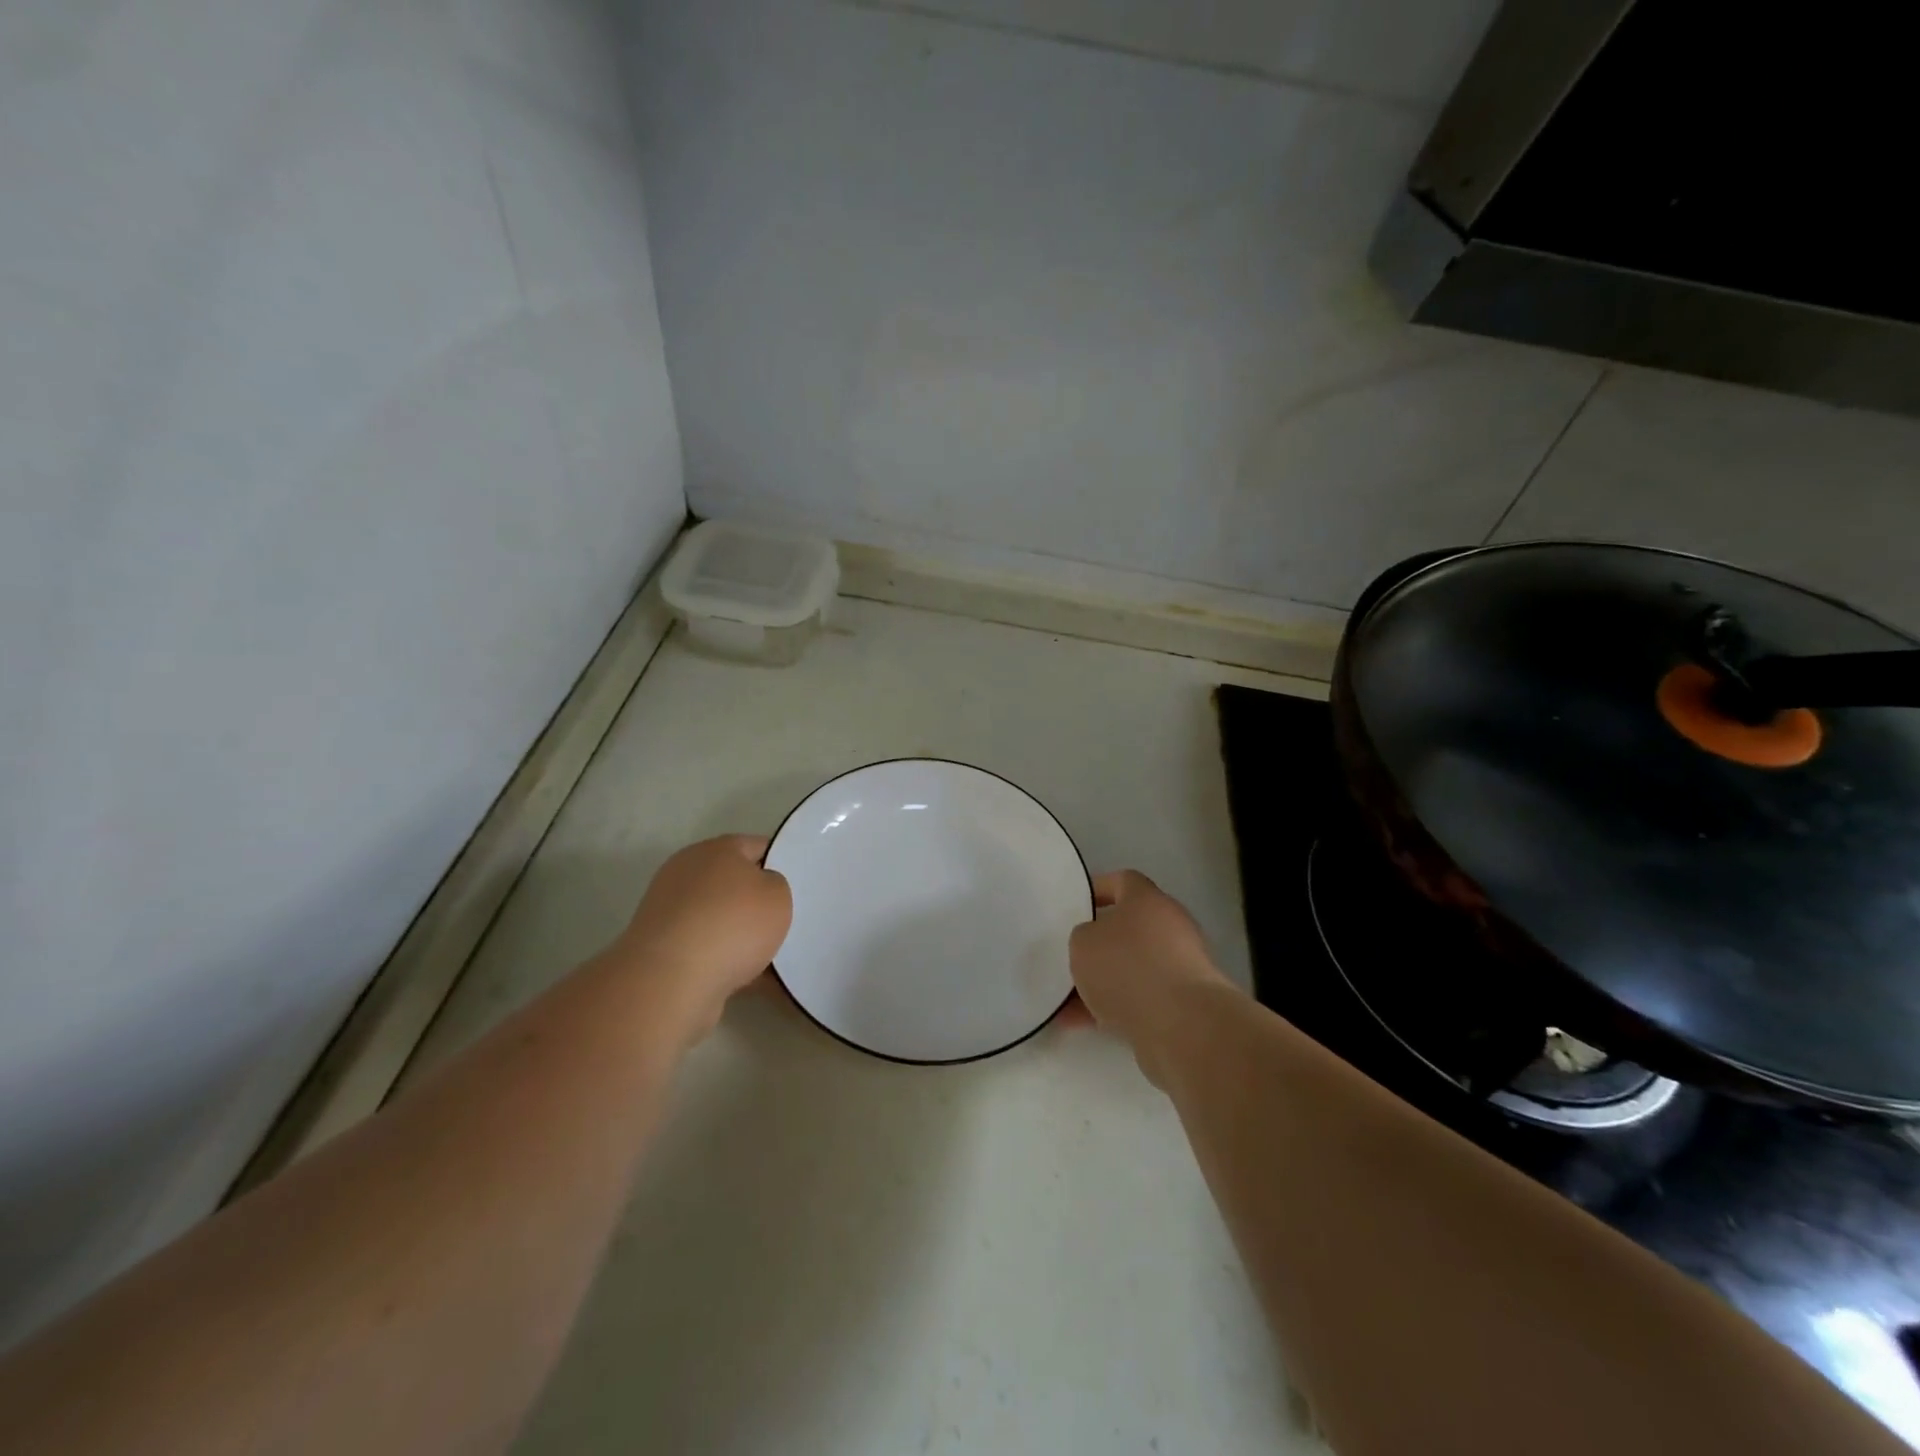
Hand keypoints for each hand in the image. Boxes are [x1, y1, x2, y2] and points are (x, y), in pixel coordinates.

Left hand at [607, 835, 791, 1043]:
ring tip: (773, 958)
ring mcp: (670, 912)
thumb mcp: (778, 895)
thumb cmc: (733, 925)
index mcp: (715, 850)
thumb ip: (776, 885)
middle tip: (787, 920)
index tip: (800, 884)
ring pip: (721, 920)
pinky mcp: (662, 949)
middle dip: (758, 902)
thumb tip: (759, 892)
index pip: (757, 846)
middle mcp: (687, 874)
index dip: (782, 862)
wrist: (671, 981)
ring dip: (742, 936)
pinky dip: (726, 962)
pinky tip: (752, 980)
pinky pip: (707, 950)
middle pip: (735, 883)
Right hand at [1069, 870, 1233, 1085]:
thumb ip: (1083, 937)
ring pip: (1132, 967)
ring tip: (1066, 1001)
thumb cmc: (1127, 967)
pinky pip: (1139, 999)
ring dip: (1103, 982)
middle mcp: (1170, 927)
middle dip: (1099, 943)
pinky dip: (1113, 1008)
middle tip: (1071, 955)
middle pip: (1129, 927)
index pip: (1123, 881)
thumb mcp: (1083, 943)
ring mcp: (1180, 967)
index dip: (1098, 889)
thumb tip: (1094, 944)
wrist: (1182, 1025)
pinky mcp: (1183, 1004)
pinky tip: (1080, 1024)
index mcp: (1148, 900)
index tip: (1075, 905)